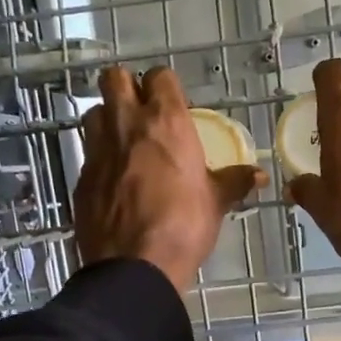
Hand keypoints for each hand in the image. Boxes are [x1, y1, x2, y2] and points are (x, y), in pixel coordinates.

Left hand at [73, 65, 264, 291]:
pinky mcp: (81, 177)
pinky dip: (99, 158)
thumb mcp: (215, 203)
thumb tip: (259, 176)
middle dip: (126, 88)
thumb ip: (234, 182)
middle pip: (114, 79)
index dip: (165, 86)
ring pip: (94, 112)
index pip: (160, 76)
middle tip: (141, 112)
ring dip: (107, 120)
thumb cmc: (183, 226)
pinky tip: (113, 180)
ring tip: (123, 143)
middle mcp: (126, 124)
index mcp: (165, 121)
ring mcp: (98, 149)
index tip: (173, 105)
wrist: (135, 265)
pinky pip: (88, 153)